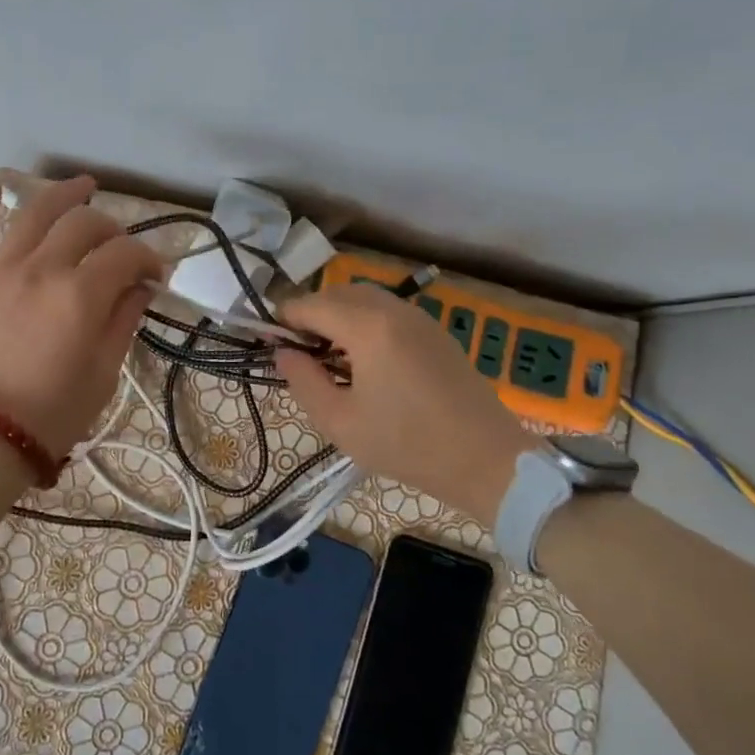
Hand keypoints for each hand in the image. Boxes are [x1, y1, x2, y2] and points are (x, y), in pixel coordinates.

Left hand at [0, 175, 162, 460]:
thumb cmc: (51, 414)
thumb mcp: (103, 373)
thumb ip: (123, 320)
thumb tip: (140, 287)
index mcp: (81, 294)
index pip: (125, 255)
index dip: (148, 258)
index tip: (156, 275)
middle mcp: (40, 268)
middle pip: (83, 224)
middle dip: (111, 228)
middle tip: (120, 247)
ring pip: (31, 213)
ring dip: (61, 194)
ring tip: (81, 185)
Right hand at [274, 284, 537, 520]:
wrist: (486, 460)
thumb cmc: (407, 444)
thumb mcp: (340, 421)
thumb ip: (303, 381)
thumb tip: (283, 353)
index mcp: (367, 327)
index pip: (311, 305)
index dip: (284, 320)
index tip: (269, 343)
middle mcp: (393, 310)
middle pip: (338, 294)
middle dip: (311, 314)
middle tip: (298, 351)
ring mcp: (419, 318)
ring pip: (366, 299)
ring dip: (339, 316)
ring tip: (328, 356)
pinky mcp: (436, 332)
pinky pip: (389, 312)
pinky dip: (365, 321)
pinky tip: (364, 359)